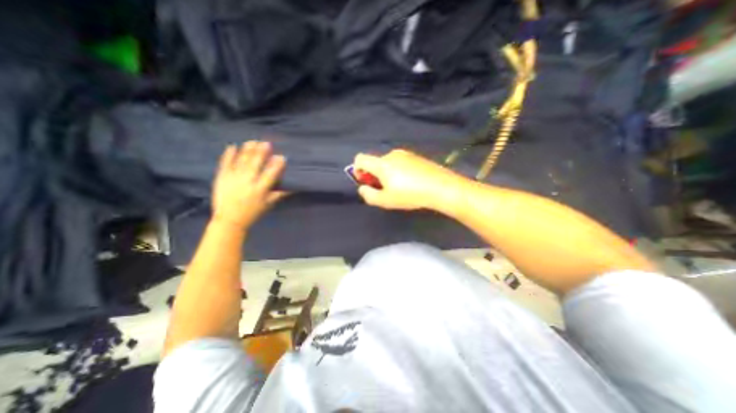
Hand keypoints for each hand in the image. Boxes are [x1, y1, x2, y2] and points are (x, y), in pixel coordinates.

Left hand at [214, 142, 287, 229]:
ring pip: (241, 161)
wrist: (230, 220)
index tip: (282, 157)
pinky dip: (228, 155)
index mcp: (260, 189)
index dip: (277, 165)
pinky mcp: (222, 178)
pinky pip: (225, 164)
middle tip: (266, 143)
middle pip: (255, 164)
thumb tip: (293, 187)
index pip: (270, 174)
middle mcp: (247, 182)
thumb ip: (280, 194)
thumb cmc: (253, 212)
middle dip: (261, 153)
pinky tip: (232, 146)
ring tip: (253, 141)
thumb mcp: (269, 204)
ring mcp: (233, 178)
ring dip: (247, 150)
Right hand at [351, 149, 466, 212]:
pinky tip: (410, 182)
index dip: (357, 170)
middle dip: (374, 175)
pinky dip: (398, 171)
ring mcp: (405, 154)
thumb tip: (363, 188)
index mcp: (382, 164)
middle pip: (375, 162)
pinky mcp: (416, 157)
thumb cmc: (410, 195)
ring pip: (388, 163)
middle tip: (384, 190)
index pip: (360, 158)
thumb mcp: (386, 200)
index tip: (365, 181)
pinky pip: (400, 162)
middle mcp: (391, 155)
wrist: (440, 187)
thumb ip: (369, 195)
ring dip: (387, 174)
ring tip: (399, 188)